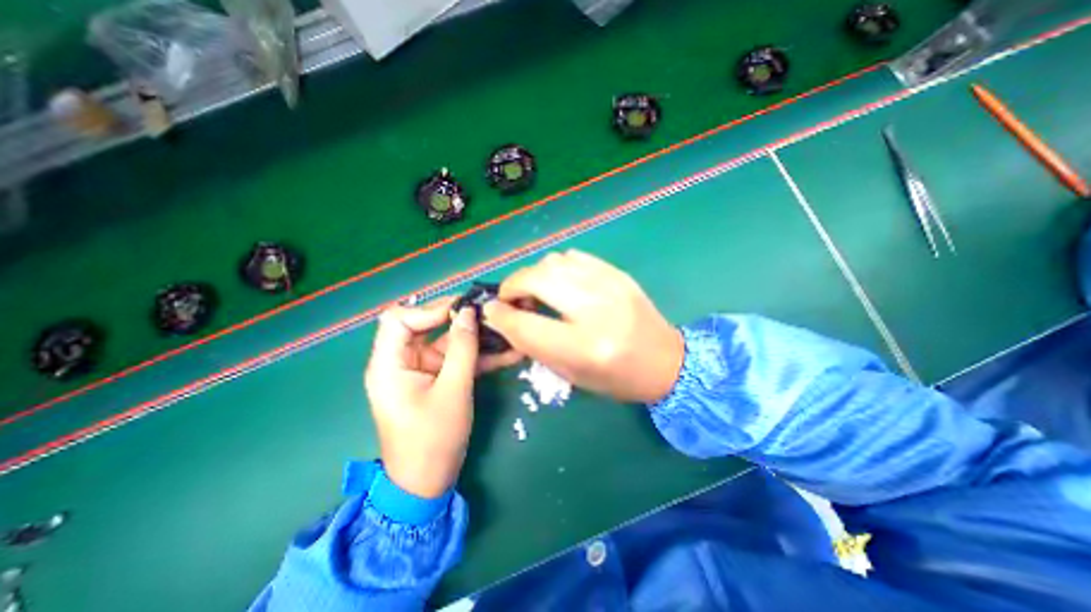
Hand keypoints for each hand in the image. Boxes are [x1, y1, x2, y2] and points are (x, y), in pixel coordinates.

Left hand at [364, 296, 521, 501]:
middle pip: (424, 324)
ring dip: (472, 336)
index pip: (400, 319)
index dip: (430, 310)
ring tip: (501, 328)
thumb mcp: (453, 390)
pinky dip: (476, 355)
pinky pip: (455, 359)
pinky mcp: (435, 378)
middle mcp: (400, 361)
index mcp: (389, 364)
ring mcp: (419, 370)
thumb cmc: (434, 439)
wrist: (428, 482)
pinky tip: (505, 352)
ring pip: (444, 340)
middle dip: (456, 317)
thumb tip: (469, 312)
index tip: (463, 310)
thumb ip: (462, 348)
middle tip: (485, 312)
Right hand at [483, 252, 678, 403]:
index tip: (491, 311)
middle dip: (512, 286)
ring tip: (537, 292)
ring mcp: (610, 285)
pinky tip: (561, 283)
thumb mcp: (571, 374)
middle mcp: (596, 309)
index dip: (500, 315)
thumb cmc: (618, 378)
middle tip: (512, 299)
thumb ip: (534, 345)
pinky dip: (558, 268)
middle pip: (536, 279)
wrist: (666, 362)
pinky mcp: (618, 273)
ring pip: (553, 261)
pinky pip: (574, 256)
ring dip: (535, 275)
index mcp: (584, 347)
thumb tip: (503, 317)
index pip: (525, 324)